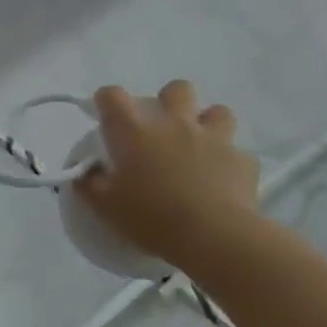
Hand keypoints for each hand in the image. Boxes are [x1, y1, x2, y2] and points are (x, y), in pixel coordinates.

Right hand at [75, 80, 259, 269]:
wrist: (214, 237)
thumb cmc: (152, 218)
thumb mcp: (106, 208)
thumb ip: (89, 185)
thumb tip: (83, 173)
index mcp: (136, 131)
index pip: (113, 96)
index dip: (107, 101)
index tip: (106, 117)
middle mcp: (175, 123)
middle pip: (176, 89)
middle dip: (170, 101)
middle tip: (164, 130)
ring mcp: (213, 138)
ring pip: (217, 111)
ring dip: (208, 124)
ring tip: (202, 148)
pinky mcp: (243, 161)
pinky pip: (239, 154)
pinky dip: (231, 164)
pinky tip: (225, 182)